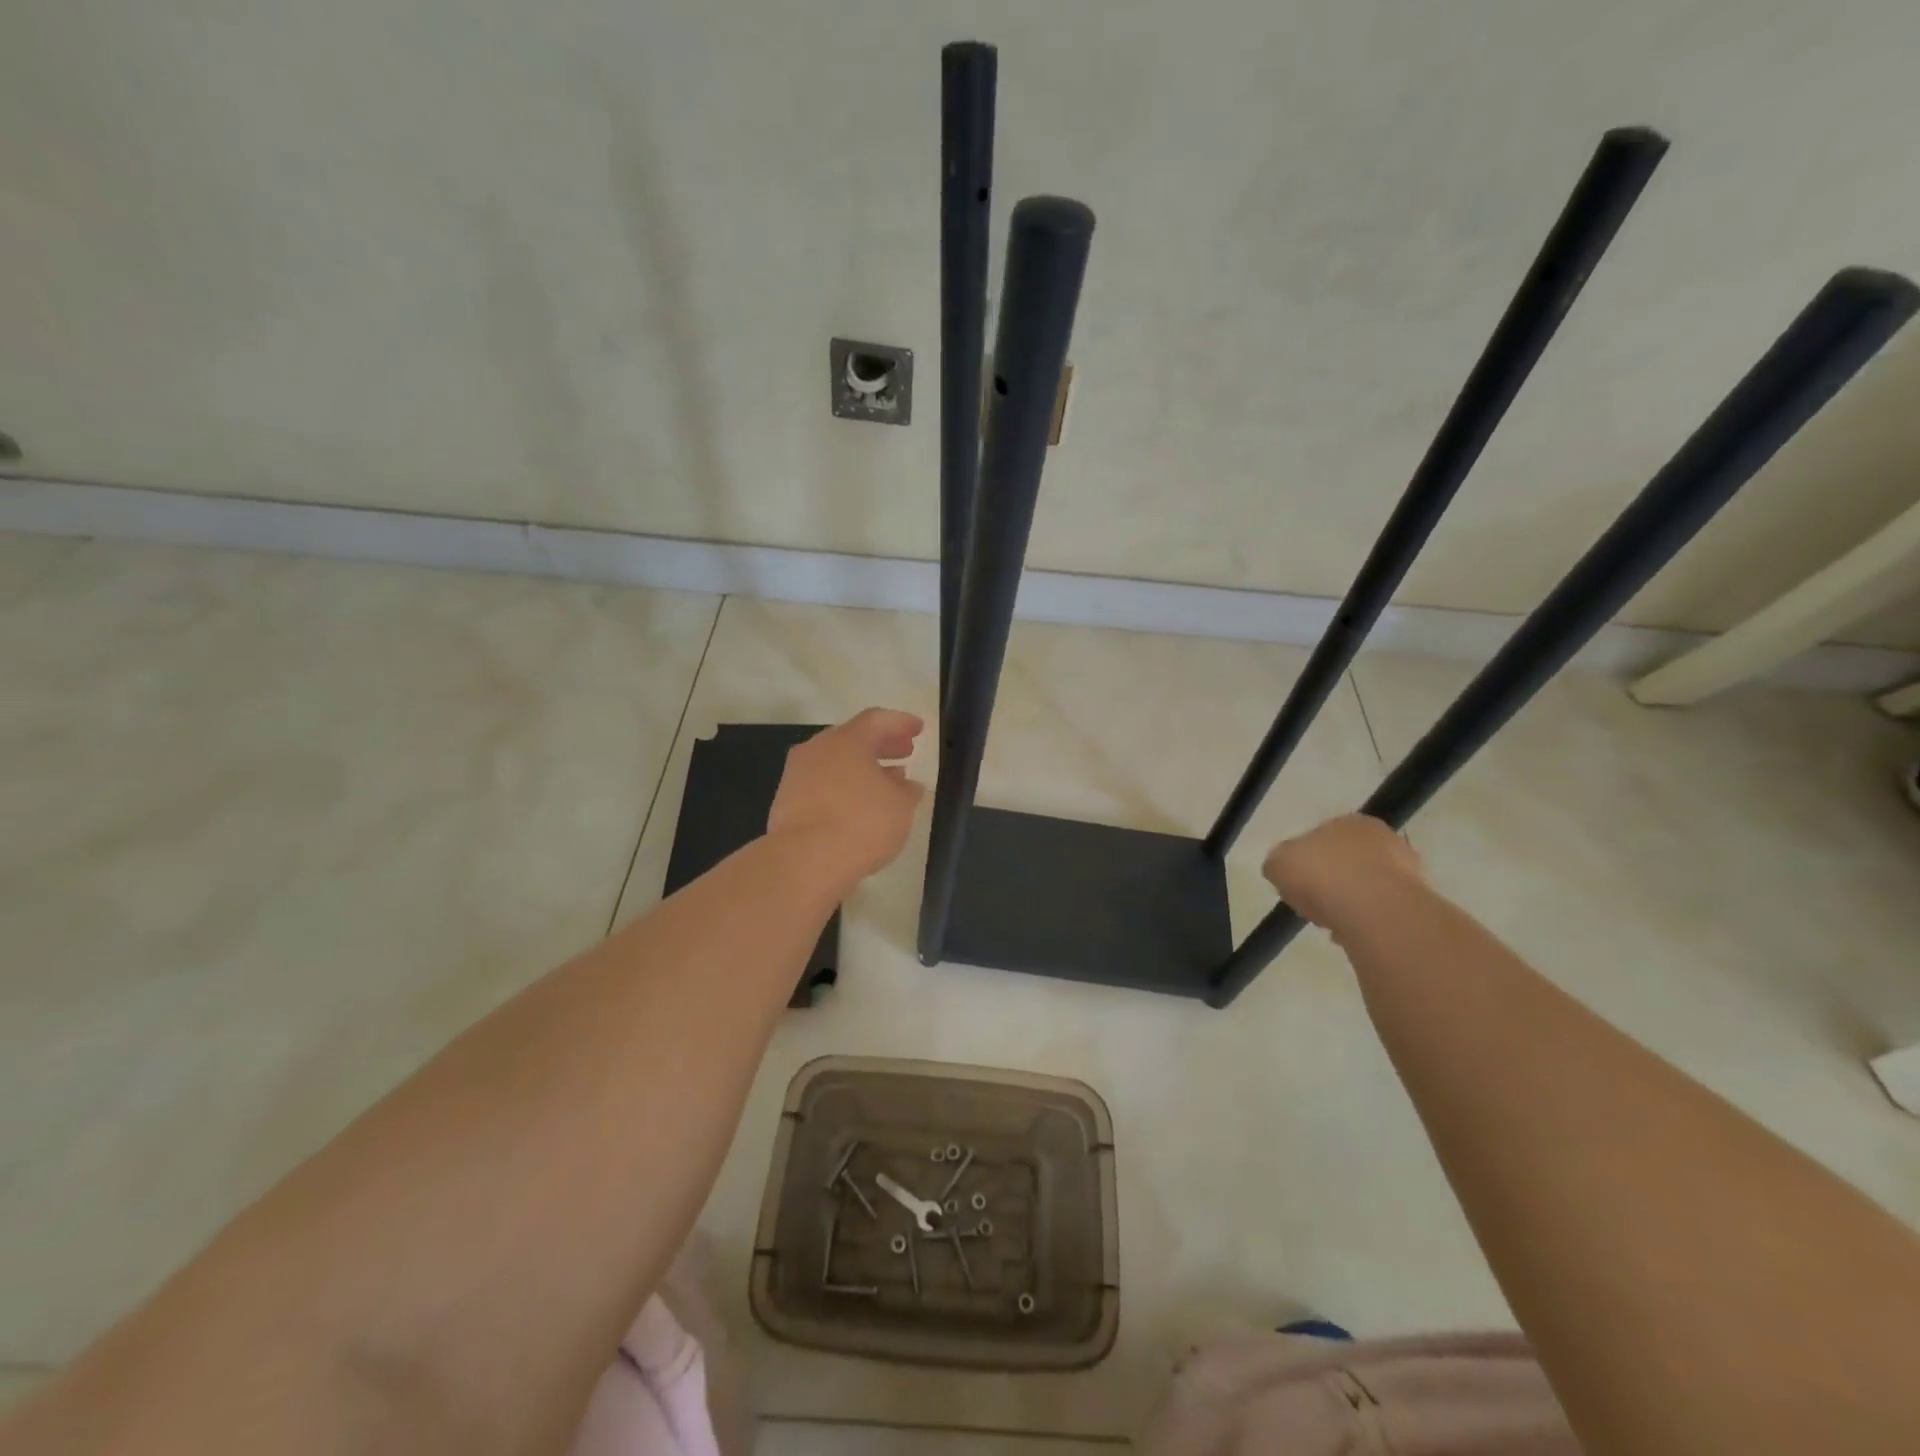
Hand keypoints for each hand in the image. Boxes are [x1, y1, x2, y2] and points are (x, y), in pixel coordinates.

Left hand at [768, 708, 926, 884]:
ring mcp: (797, 775)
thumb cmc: (860, 824)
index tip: (918, 728)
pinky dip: (843, 788)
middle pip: (853, 739)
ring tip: (886, 783)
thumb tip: (907, 784)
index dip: (900, 722)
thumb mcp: (900, 807)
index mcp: (847, 740)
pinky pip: (822, 785)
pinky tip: (858, 807)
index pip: (876, 720)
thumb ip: (907, 791)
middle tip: (904, 752)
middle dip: (881, 745)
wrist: (803, 861)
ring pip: (835, 763)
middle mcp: (817, 749)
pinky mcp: (786, 802)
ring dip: (862, 769)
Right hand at [1262, 813, 1425, 933]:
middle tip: (1313, 904)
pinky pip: (1382, 913)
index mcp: (1351, 822)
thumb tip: (1285, 870)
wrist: (1374, 911)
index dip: (1307, 861)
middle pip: (1348, 863)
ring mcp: (1408, 872)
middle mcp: (1384, 840)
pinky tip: (1352, 935)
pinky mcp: (1418, 904)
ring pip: (1368, 889)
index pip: (1324, 838)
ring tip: (1331, 925)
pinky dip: (1367, 923)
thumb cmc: (1321, 875)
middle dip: (1331, 883)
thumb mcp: (1278, 863)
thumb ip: (1280, 863)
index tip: (1296, 883)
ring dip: (1350, 905)